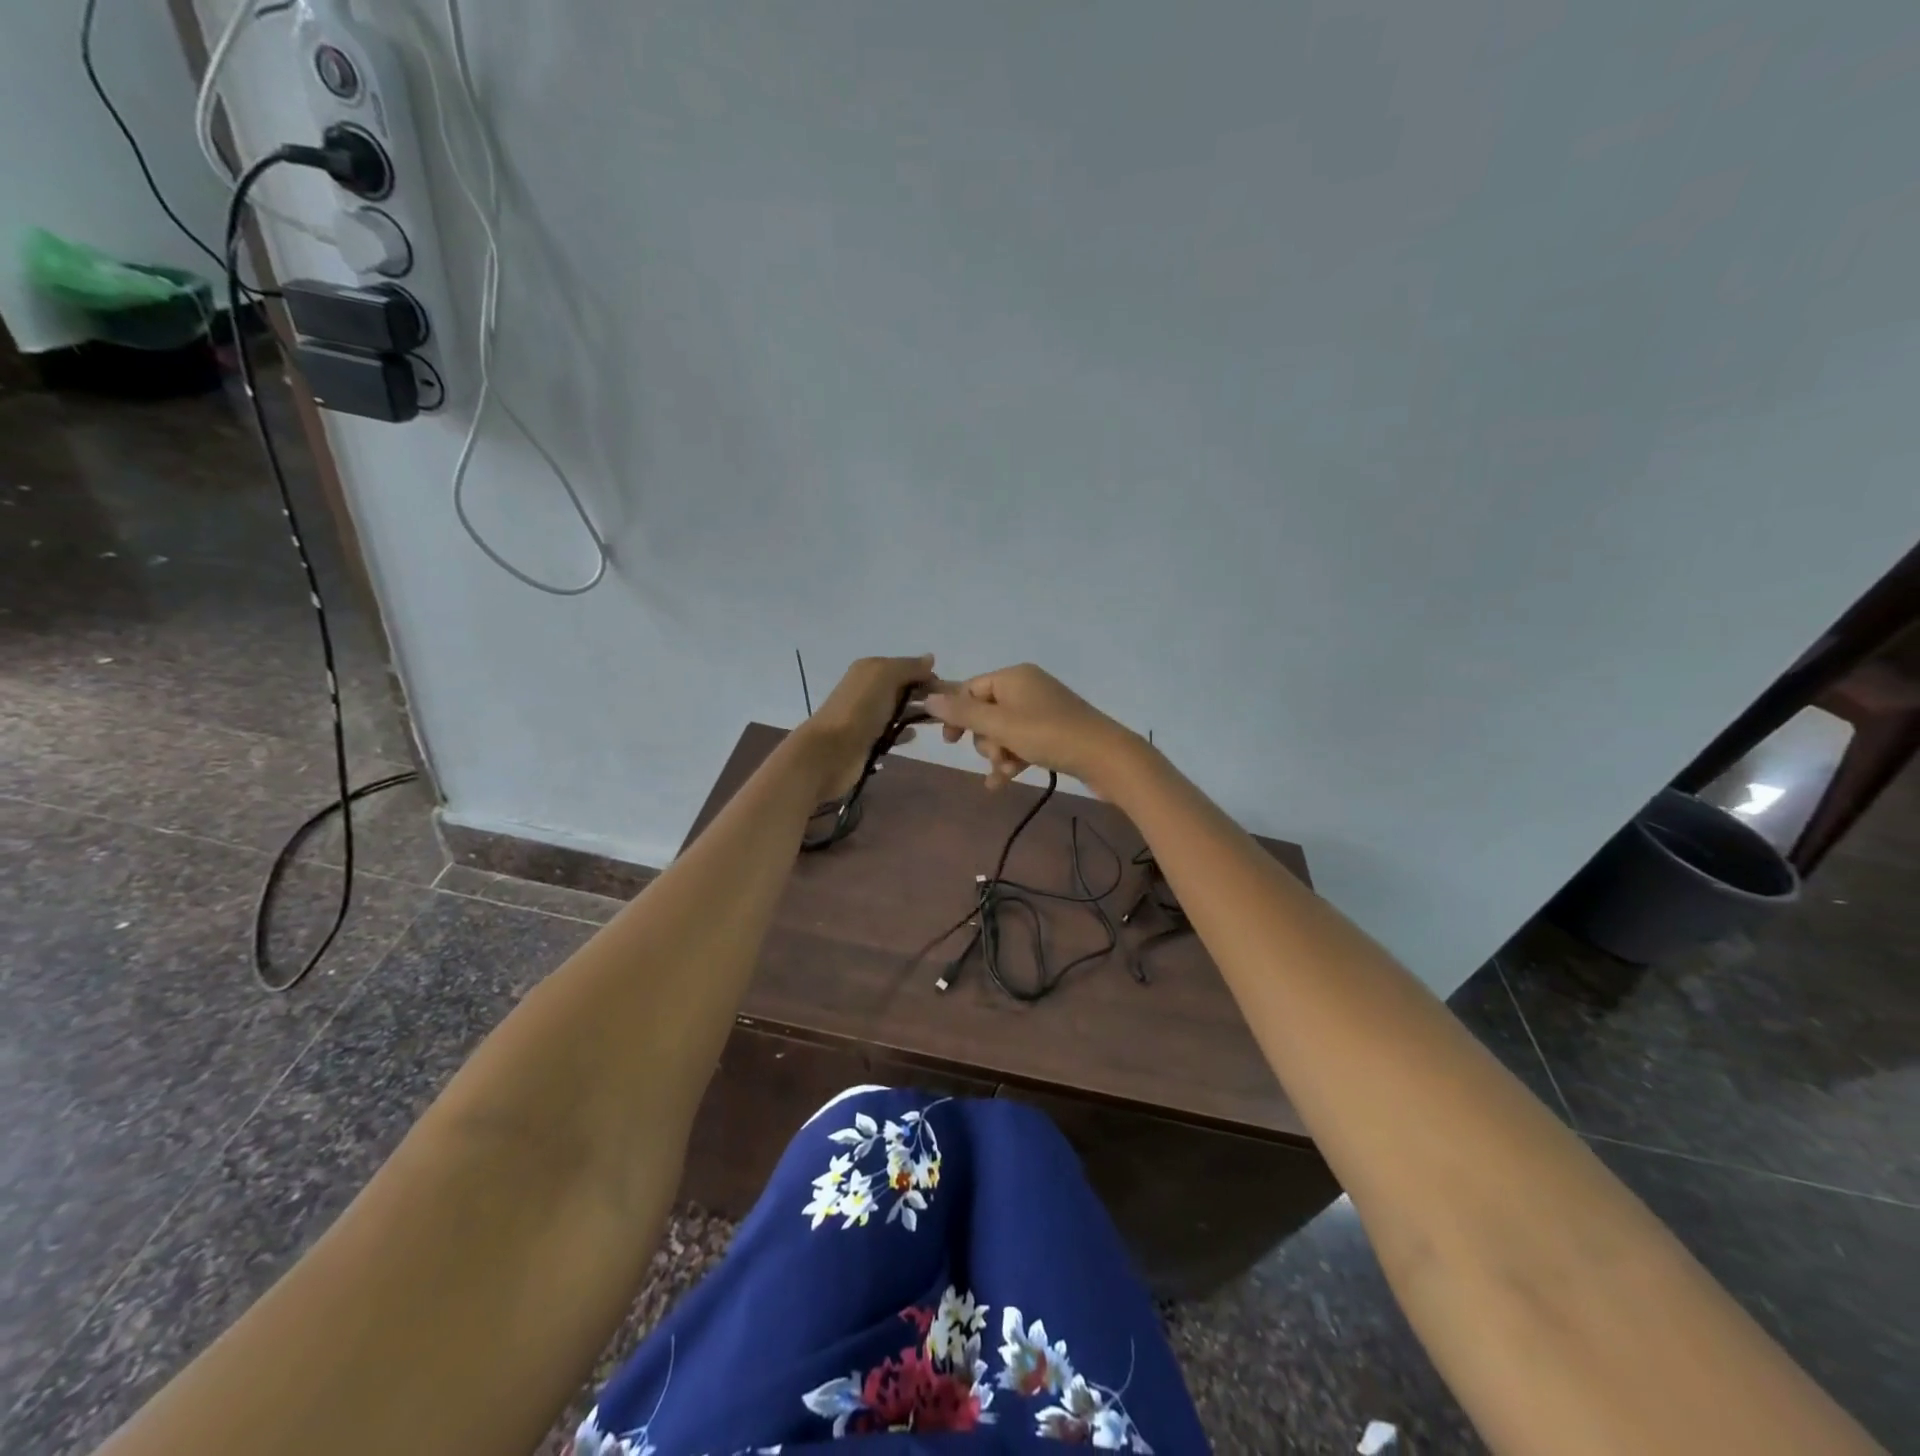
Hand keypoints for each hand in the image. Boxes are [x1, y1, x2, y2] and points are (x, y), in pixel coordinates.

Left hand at [793, 653, 936, 799]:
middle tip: (949, 710)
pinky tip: (914, 736)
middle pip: (904, 689)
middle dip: (926, 696)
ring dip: (917, 714)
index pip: (907, 668)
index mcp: (871, 669)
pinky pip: (891, 732)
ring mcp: (867, 716)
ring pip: (898, 710)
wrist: (830, 751)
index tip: (949, 692)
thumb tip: (930, 659)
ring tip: (940, 724)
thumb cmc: (860, 709)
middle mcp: (868, 689)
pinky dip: (903, 732)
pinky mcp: (867, 740)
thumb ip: (909, 667)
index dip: (928, 677)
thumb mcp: (885, 676)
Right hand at [923, 663, 1141, 794]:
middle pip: (986, 712)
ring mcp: (1042, 710)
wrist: (1106, 757)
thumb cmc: (1048, 735)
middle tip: (996, 755)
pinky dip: (1012, 759)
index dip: (957, 715)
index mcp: (1013, 677)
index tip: (949, 742)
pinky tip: (1003, 783)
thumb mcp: (1000, 725)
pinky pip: (1021, 742)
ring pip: (1002, 731)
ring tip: (1007, 771)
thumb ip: (962, 713)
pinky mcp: (1054, 732)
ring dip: (998, 754)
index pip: (970, 689)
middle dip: (985, 739)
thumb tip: (927, 698)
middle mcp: (1027, 687)